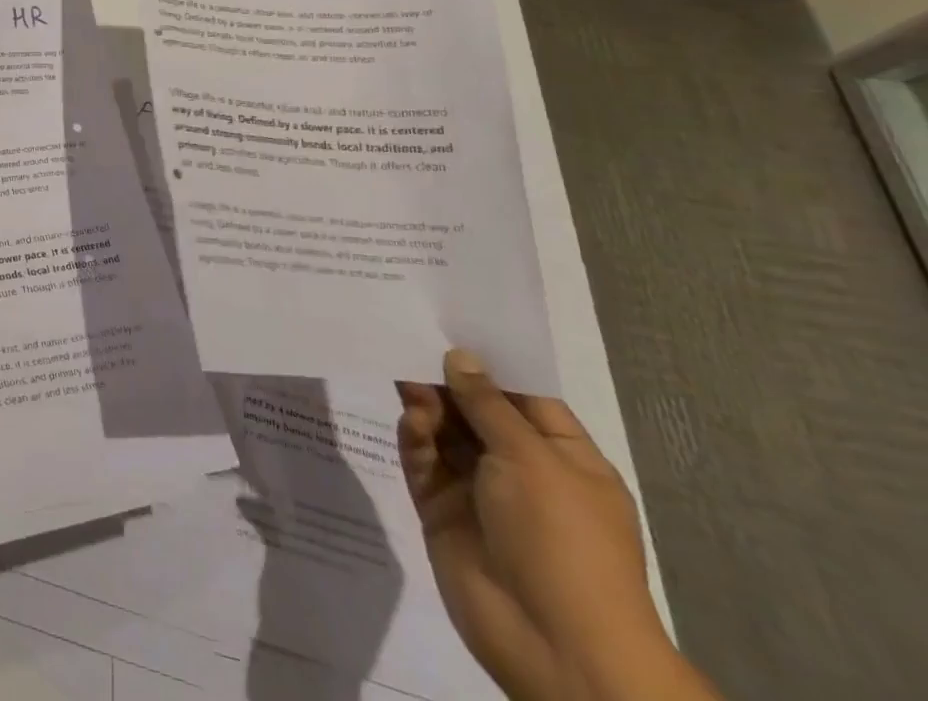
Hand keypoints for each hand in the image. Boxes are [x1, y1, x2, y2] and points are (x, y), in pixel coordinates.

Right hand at [396, 351, 665, 700]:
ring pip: (445, 432)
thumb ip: (486, 404)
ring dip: (427, 405)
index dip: (489, 363)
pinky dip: (414, 437)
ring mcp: (480, 493)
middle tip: (409, 340)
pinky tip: (409, 420)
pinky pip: (423, 462)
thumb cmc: (563, 541)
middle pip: (476, 411)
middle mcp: (522, 471)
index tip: (450, 323)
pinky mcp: (443, 511)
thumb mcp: (531, 459)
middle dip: (446, 380)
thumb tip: (459, 356)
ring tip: (405, 379)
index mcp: (564, 459)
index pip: (523, 397)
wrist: (555, 647)